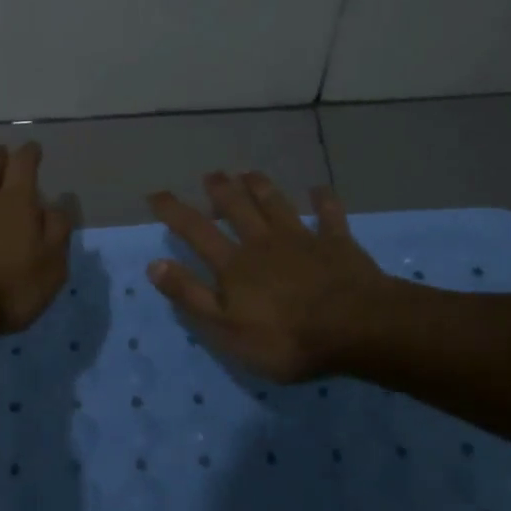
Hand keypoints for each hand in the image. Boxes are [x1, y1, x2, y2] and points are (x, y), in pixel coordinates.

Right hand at [146, 171, 412, 381]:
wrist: (355, 327)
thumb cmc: (285, 337)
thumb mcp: (226, 328)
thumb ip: (191, 296)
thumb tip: (155, 265)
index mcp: (234, 264)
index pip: (196, 231)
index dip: (173, 211)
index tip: (156, 194)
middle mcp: (263, 242)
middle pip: (238, 208)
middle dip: (221, 190)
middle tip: (211, 174)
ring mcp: (302, 239)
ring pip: (276, 204)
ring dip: (261, 187)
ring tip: (249, 172)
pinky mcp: (337, 244)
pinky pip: (329, 215)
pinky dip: (323, 201)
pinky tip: (319, 189)